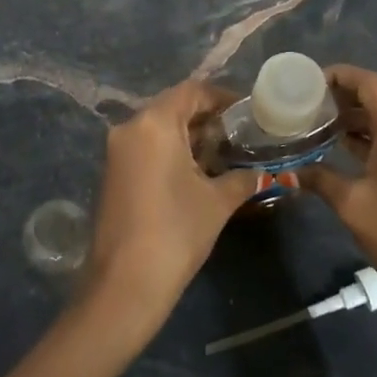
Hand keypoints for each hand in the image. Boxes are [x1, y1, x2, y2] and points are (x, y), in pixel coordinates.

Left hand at [83, 79, 260, 348]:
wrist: (125, 284)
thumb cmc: (176, 232)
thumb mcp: (217, 202)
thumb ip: (242, 178)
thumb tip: (263, 173)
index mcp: (154, 123)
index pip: (192, 91)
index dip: (222, 97)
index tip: (248, 111)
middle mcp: (130, 128)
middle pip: (173, 107)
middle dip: (207, 118)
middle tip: (240, 134)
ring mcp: (117, 152)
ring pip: (159, 129)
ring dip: (190, 137)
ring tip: (225, 154)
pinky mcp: (113, 174)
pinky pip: (147, 148)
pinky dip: (172, 152)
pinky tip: (198, 173)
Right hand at [301, 65, 376, 309]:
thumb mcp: (351, 204)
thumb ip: (320, 179)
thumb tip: (292, 171)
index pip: (370, 83)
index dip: (340, 75)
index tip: (310, 80)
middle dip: (344, 97)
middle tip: (308, 103)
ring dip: (356, 119)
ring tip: (319, 124)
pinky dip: (371, 138)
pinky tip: (344, 149)